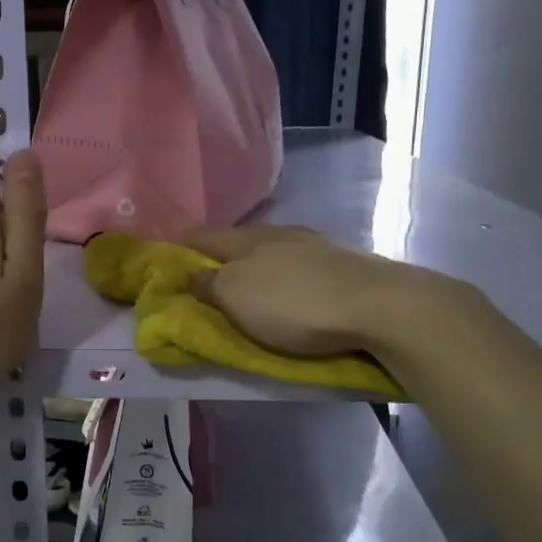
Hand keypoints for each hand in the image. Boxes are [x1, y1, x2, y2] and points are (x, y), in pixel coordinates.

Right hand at [181, 225, 476, 382]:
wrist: (378, 306)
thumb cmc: (294, 303)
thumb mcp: (236, 297)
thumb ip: (207, 285)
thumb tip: (188, 275)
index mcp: (246, 239)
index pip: (201, 236)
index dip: (178, 247)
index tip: (162, 260)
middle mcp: (278, 234)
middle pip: (236, 242)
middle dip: (217, 257)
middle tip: (202, 279)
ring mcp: (314, 246)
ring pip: (270, 252)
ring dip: (253, 266)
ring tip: (245, 286)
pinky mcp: (342, 265)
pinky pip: (298, 267)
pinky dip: (282, 277)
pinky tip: (288, 290)